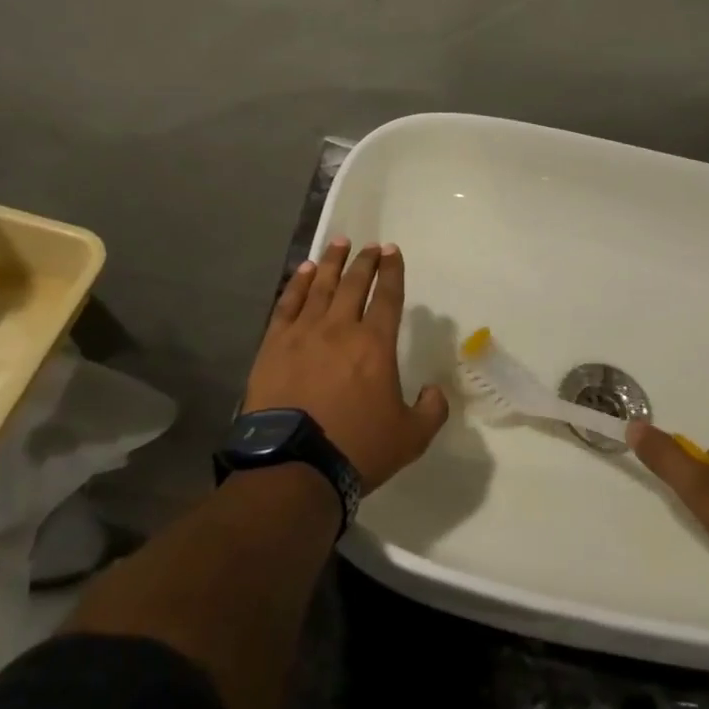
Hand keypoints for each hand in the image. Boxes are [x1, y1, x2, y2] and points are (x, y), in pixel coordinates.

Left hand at [243, 238, 449, 492]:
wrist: (294, 465)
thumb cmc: (356, 448)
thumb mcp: (411, 438)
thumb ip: (431, 410)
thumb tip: (434, 391)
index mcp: (375, 345)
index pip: (388, 296)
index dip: (392, 271)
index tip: (392, 251)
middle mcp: (340, 328)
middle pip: (354, 284)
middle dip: (365, 261)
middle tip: (370, 246)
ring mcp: (304, 333)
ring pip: (320, 286)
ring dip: (331, 262)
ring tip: (338, 243)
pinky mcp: (274, 345)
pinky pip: (288, 304)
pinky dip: (298, 284)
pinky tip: (303, 271)